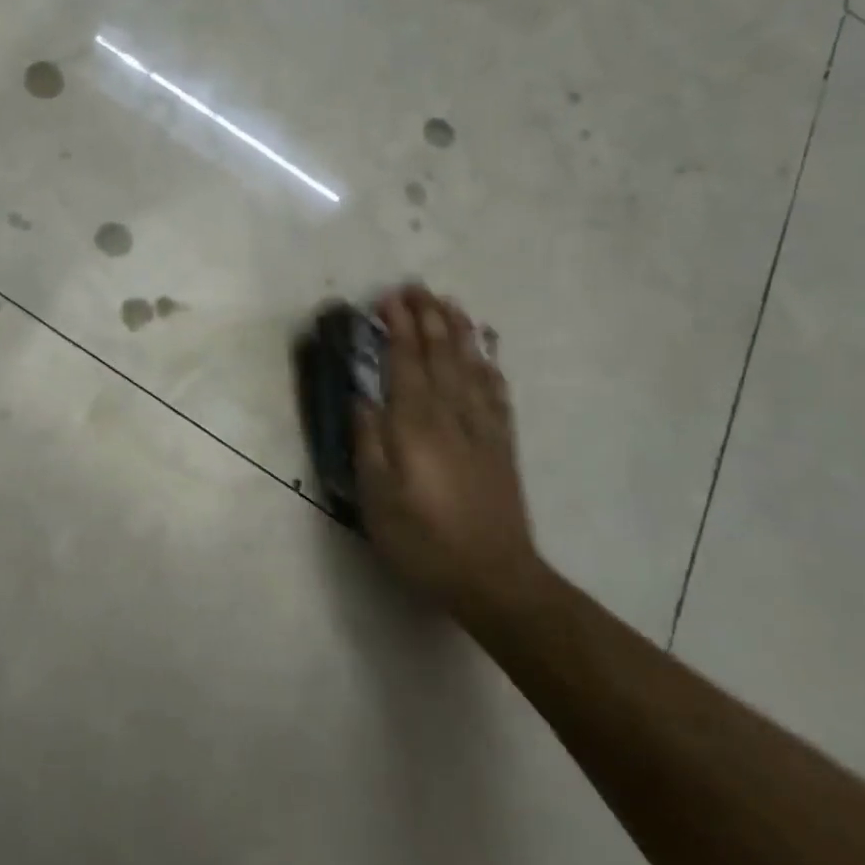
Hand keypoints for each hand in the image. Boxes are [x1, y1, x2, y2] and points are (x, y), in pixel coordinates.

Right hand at [354, 286, 540, 618]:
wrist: (493, 577)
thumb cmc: (422, 539)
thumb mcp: (377, 496)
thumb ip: (369, 441)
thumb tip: (362, 397)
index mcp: (416, 425)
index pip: (406, 362)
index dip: (398, 327)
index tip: (387, 298)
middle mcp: (452, 415)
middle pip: (441, 354)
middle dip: (428, 317)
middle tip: (416, 287)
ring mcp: (483, 428)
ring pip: (471, 366)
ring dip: (459, 331)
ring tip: (450, 304)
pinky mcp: (502, 445)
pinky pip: (496, 393)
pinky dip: (490, 365)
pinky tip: (487, 352)